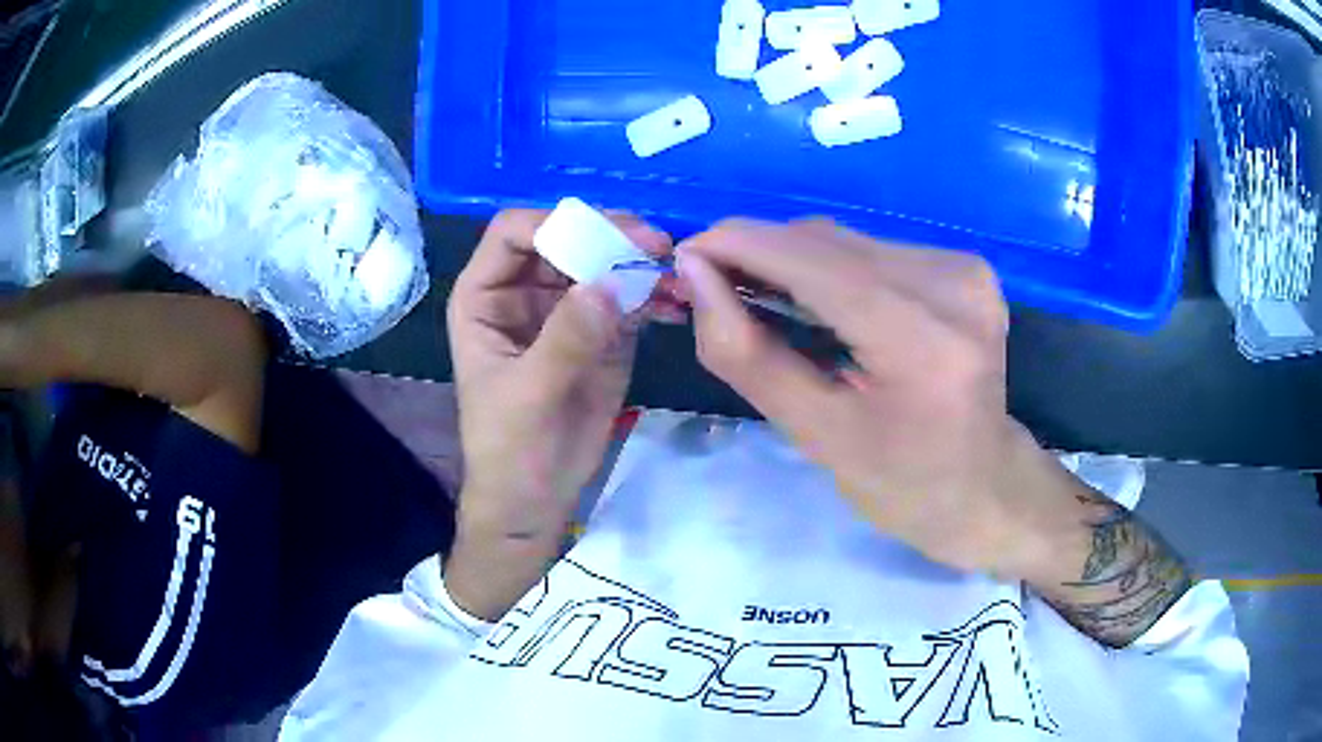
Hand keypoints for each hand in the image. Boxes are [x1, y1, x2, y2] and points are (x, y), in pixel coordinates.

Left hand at [444, 209, 673, 618]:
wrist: (536, 498)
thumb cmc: (511, 448)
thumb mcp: (529, 394)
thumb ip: (565, 338)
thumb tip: (608, 284)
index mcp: (486, 296)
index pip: (514, 232)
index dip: (555, 225)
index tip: (605, 238)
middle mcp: (524, 291)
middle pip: (565, 239)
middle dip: (608, 236)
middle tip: (656, 245)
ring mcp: (566, 309)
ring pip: (601, 262)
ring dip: (637, 261)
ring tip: (673, 270)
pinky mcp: (602, 332)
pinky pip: (628, 298)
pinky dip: (653, 294)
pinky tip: (675, 302)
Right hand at [679, 220, 1188, 645]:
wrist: (987, 488)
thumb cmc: (904, 485)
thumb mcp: (816, 436)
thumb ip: (747, 353)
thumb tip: (693, 274)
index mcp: (921, 340)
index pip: (811, 260)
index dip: (736, 245)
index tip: (683, 258)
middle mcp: (952, 284)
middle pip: (827, 241)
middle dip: (759, 255)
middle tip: (713, 289)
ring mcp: (966, 269)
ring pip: (847, 240)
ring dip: (794, 261)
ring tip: (765, 302)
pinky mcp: (966, 266)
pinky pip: (875, 249)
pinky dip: (834, 268)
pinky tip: (825, 306)